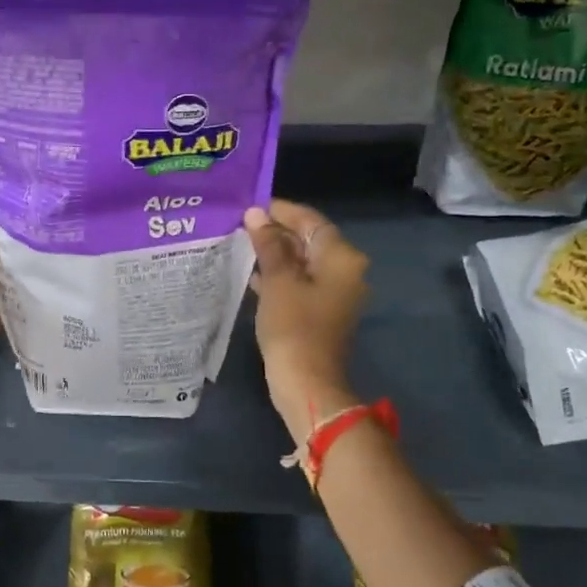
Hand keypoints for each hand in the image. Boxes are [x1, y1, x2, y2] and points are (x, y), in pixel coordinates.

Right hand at [243, 200, 368, 443]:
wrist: (307, 382)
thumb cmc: (293, 326)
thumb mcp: (278, 280)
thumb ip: (268, 244)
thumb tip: (256, 215)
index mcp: (341, 258)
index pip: (311, 220)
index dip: (281, 210)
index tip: (250, 204)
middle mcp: (345, 270)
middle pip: (309, 239)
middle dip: (276, 231)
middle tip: (241, 224)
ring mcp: (335, 293)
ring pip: (303, 262)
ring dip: (276, 253)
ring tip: (241, 244)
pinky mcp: (322, 311)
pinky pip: (301, 282)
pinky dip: (280, 276)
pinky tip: (253, 274)